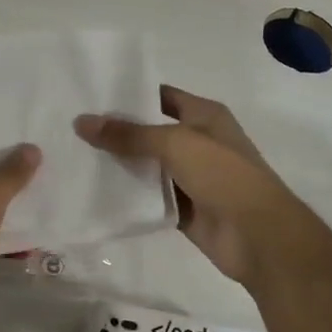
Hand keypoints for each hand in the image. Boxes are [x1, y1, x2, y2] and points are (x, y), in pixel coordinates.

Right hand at [75, 86, 311, 285]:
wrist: (258, 236)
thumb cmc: (223, 175)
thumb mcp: (175, 144)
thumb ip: (128, 135)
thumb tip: (81, 122)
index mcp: (205, 116)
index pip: (160, 96)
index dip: (129, 95)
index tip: (90, 97)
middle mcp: (198, 142)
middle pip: (151, 132)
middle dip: (118, 132)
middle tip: (73, 128)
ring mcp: (192, 178)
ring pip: (149, 167)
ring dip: (120, 165)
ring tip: (75, 157)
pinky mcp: (184, 209)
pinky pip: (151, 198)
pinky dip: (130, 196)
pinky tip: (96, 192)